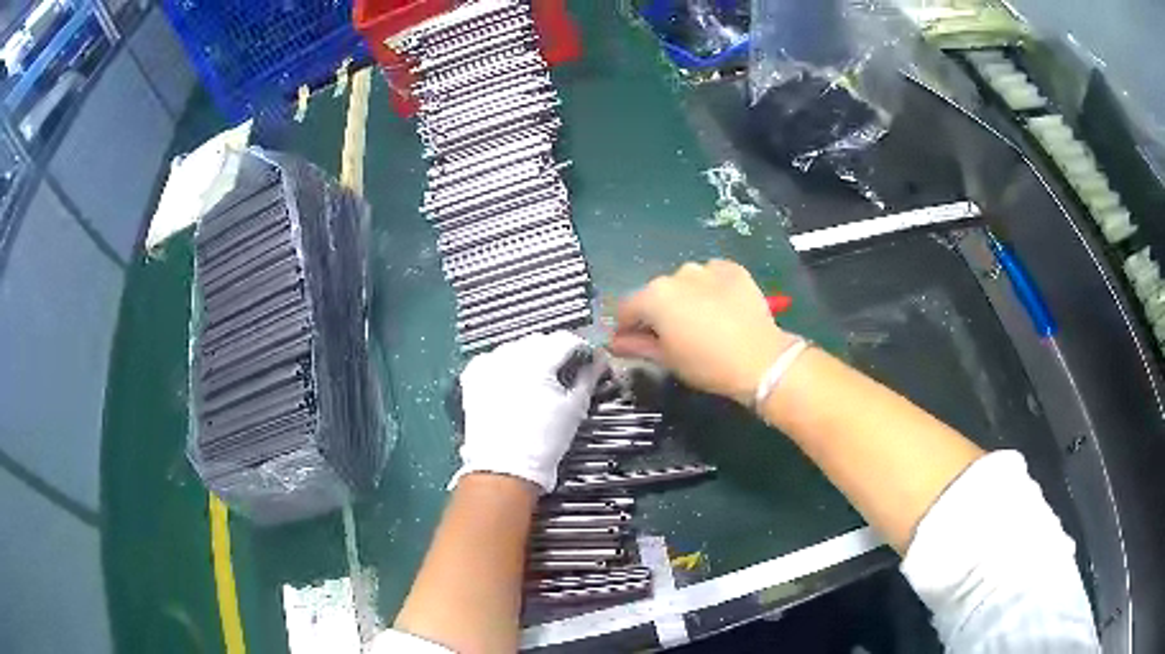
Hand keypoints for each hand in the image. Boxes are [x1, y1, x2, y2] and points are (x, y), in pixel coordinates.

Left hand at [453, 331, 604, 493]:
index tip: (588, 362)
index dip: (582, 350)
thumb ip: (588, 377)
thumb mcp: (575, 407)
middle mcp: (509, 355)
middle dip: (556, 354)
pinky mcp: (473, 377)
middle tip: (567, 375)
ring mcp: (488, 365)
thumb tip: (598, 362)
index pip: (566, 340)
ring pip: (516, 348)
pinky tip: (514, 385)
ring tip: (540, 384)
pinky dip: (506, 367)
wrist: (505, 469)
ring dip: (531, 359)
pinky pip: (494, 360)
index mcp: (537, 359)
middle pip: (540, 341)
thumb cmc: (542, 442)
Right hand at [610, 259, 797, 405]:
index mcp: (654, 296)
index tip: (635, 343)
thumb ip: (637, 345)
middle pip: (657, 293)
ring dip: (687, 298)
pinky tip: (723, 309)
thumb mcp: (667, 359)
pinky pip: (712, 276)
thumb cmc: (706, 364)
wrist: (760, 359)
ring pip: (686, 282)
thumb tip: (615, 342)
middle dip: (659, 312)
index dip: (627, 327)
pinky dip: (711, 289)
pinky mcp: (733, 269)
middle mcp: (676, 274)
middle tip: (675, 337)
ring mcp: (707, 268)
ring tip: (704, 322)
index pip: (627, 308)